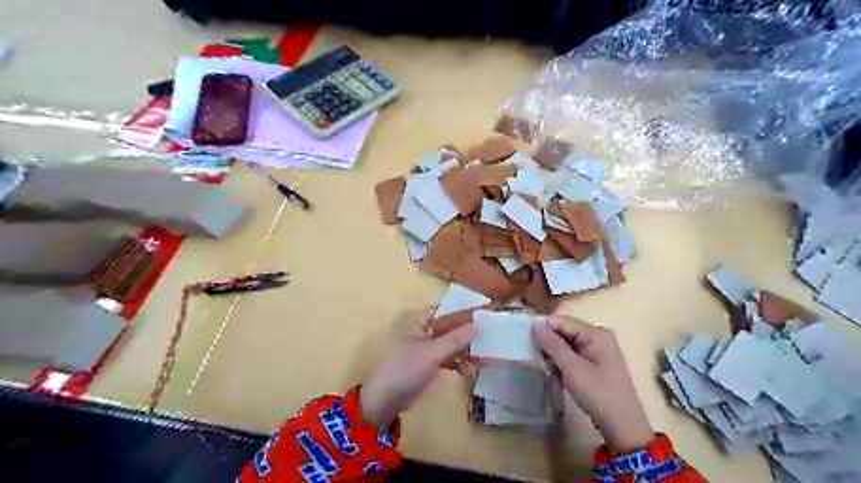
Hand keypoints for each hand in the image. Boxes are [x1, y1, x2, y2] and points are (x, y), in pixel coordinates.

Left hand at [356, 307, 478, 427]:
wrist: (384, 401)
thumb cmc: (405, 369)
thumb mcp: (432, 352)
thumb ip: (456, 339)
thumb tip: (478, 325)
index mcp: (417, 320)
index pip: (445, 311)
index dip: (464, 313)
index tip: (485, 317)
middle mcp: (421, 330)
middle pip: (449, 328)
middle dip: (468, 336)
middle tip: (489, 340)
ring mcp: (424, 347)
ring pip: (450, 344)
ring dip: (465, 352)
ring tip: (484, 360)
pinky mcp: (427, 363)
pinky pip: (446, 358)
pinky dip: (457, 363)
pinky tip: (470, 371)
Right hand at [533, 315, 653, 450]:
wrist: (623, 427)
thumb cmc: (598, 394)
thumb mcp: (572, 368)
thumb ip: (553, 345)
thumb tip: (535, 326)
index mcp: (596, 333)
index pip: (562, 321)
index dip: (543, 327)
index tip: (524, 338)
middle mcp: (597, 337)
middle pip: (565, 331)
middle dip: (548, 341)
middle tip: (531, 353)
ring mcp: (597, 350)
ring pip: (566, 344)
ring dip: (553, 353)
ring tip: (541, 363)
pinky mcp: (594, 363)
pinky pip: (572, 354)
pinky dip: (561, 361)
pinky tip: (554, 372)